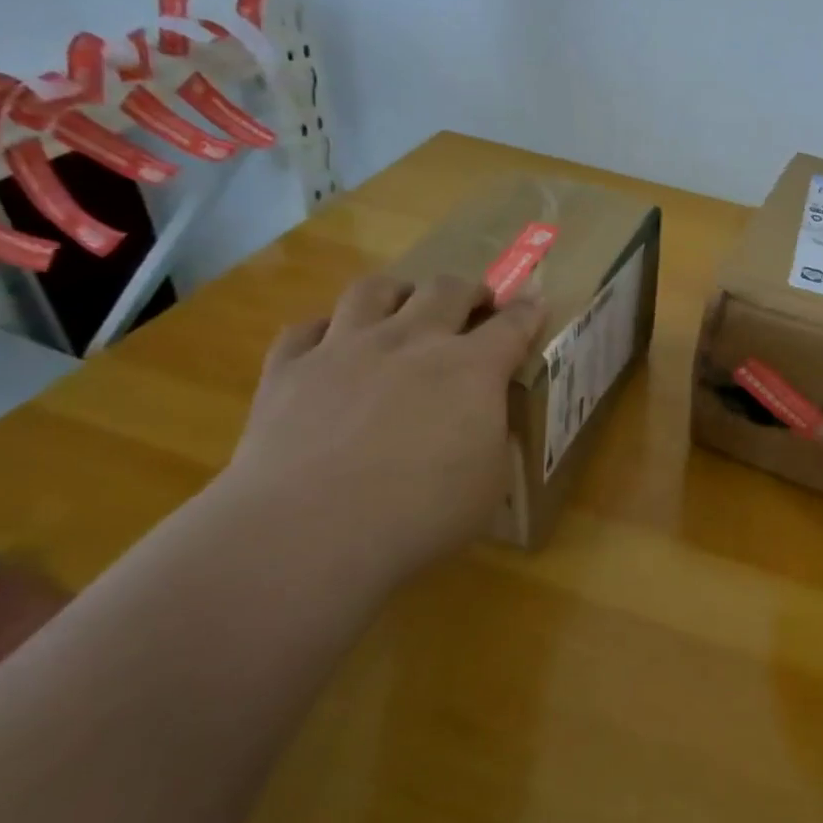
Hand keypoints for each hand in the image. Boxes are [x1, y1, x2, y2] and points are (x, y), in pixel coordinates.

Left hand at [218, 273, 545, 582]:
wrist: (310, 532)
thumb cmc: (421, 515)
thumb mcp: (490, 482)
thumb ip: (492, 437)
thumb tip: (482, 422)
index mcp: (471, 369)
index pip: (512, 325)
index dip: (527, 312)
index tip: (535, 304)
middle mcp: (410, 341)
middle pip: (446, 290)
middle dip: (468, 291)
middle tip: (474, 305)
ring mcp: (344, 348)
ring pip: (373, 289)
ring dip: (397, 293)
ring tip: (403, 307)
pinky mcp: (288, 369)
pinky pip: (304, 329)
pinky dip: (323, 331)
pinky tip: (329, 345)